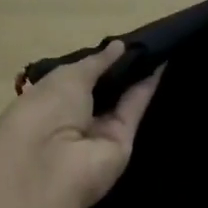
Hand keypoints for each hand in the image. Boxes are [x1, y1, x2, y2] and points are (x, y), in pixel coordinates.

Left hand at [0, 40, 161, 207]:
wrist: (52, 164)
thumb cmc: (46, 110)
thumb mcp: (68, 77)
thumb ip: (97, 62)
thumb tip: (119, 45)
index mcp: (47, 101)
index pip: (74, 80)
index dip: (95, 62)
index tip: (117, 44)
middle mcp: (72, 119)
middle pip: (100, 92)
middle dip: (118, 69)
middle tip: (143, 42)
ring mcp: (97, 134)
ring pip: (120, 101)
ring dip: (136, 76)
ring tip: (157, 47)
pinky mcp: (122, 143)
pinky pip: (133, 110)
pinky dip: (146, 89)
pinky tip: (161, 64)